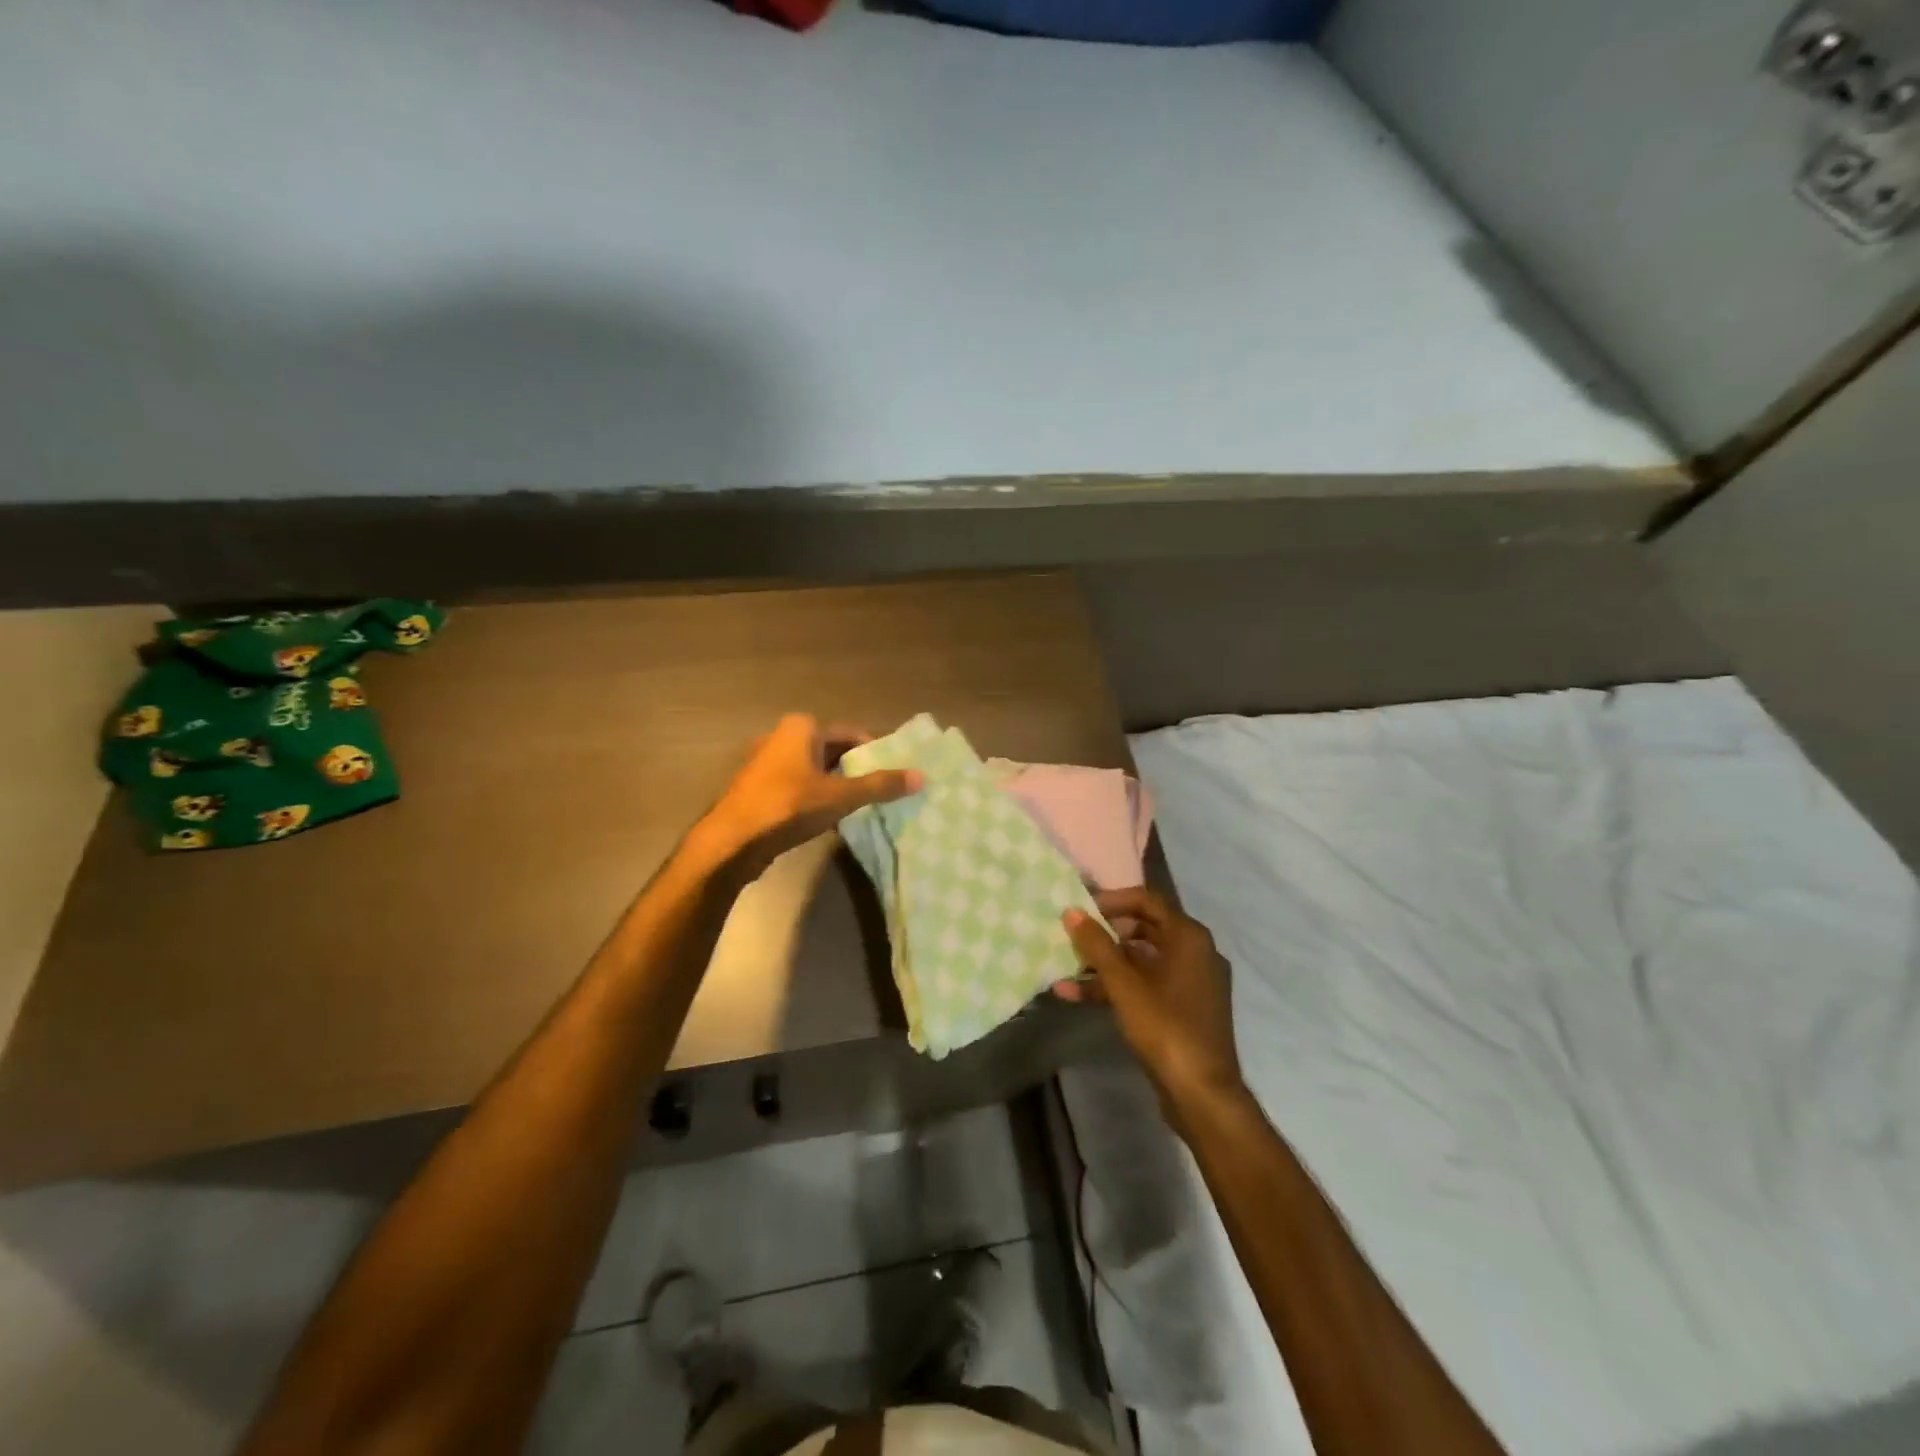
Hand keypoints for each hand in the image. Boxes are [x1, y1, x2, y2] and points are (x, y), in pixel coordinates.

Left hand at [692, 714, 921, 878]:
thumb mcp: (841, 796)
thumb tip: (921, 777)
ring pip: (814, 771)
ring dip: (836, 786)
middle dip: (856, 770)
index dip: (875, 753)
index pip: (851, 733)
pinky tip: (829, 820)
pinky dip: (816, 798)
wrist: (731, 842)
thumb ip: (880, 785)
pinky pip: (798, 787)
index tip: (894, 774)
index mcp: (801, 727)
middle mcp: (781, 737)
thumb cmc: (788, 806)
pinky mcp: (758, 789)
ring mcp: (766, 764)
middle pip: (832, 751)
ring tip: (861, 808)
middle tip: (882, 792)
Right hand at [1061, 887, 1245, 1133]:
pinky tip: (1076, 995)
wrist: (1202, 1094)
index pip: (1147, 900)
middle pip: (1143, 929)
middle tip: (1073, 936)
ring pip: (1141, 961)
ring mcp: (1190, 983)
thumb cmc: (1165, 1027)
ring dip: (1104, 964)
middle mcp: (1194, 953)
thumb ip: (1097, 945)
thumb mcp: (1124, 984)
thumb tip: (1072, 911)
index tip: (1081, 909)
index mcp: (1188, 937)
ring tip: (1064, 969)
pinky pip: (1146, 986)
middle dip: (1104, 933)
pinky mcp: (1182, 1010)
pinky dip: (1116, 987)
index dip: (1112, 900)